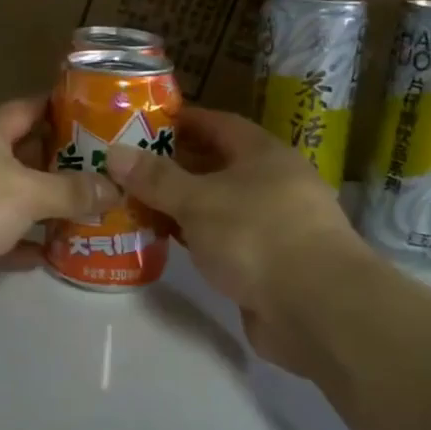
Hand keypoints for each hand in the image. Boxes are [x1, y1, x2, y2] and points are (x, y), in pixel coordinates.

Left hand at [0, 97, 118, 307]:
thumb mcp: (27, 191)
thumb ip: (71, 191)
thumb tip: (113, 188)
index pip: (33, 107)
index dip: (67, 109)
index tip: (104, 118)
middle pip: (24, 154)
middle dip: (63, 165)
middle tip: (107, 176)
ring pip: (11, 198)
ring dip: (44, 209)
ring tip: (90, 216)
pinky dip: (21, 245)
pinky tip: (52, 256)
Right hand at [105, 108, 364, 373]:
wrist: (316, 308)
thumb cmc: (256, 235)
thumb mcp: (198, 200)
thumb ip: (156, 178)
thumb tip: (114, 152)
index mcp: (263, 154)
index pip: (217, 123)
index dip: (182, 121)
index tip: (143, 124)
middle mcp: (272, 183)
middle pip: (217, 165)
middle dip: (174, 166)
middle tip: (128, 169)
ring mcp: (273, 225)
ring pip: (218, 205)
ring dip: (182, 205)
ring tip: (136, 204)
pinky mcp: (269, 264)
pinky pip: (223, 240)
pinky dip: (196, 237)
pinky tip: (166, 242)